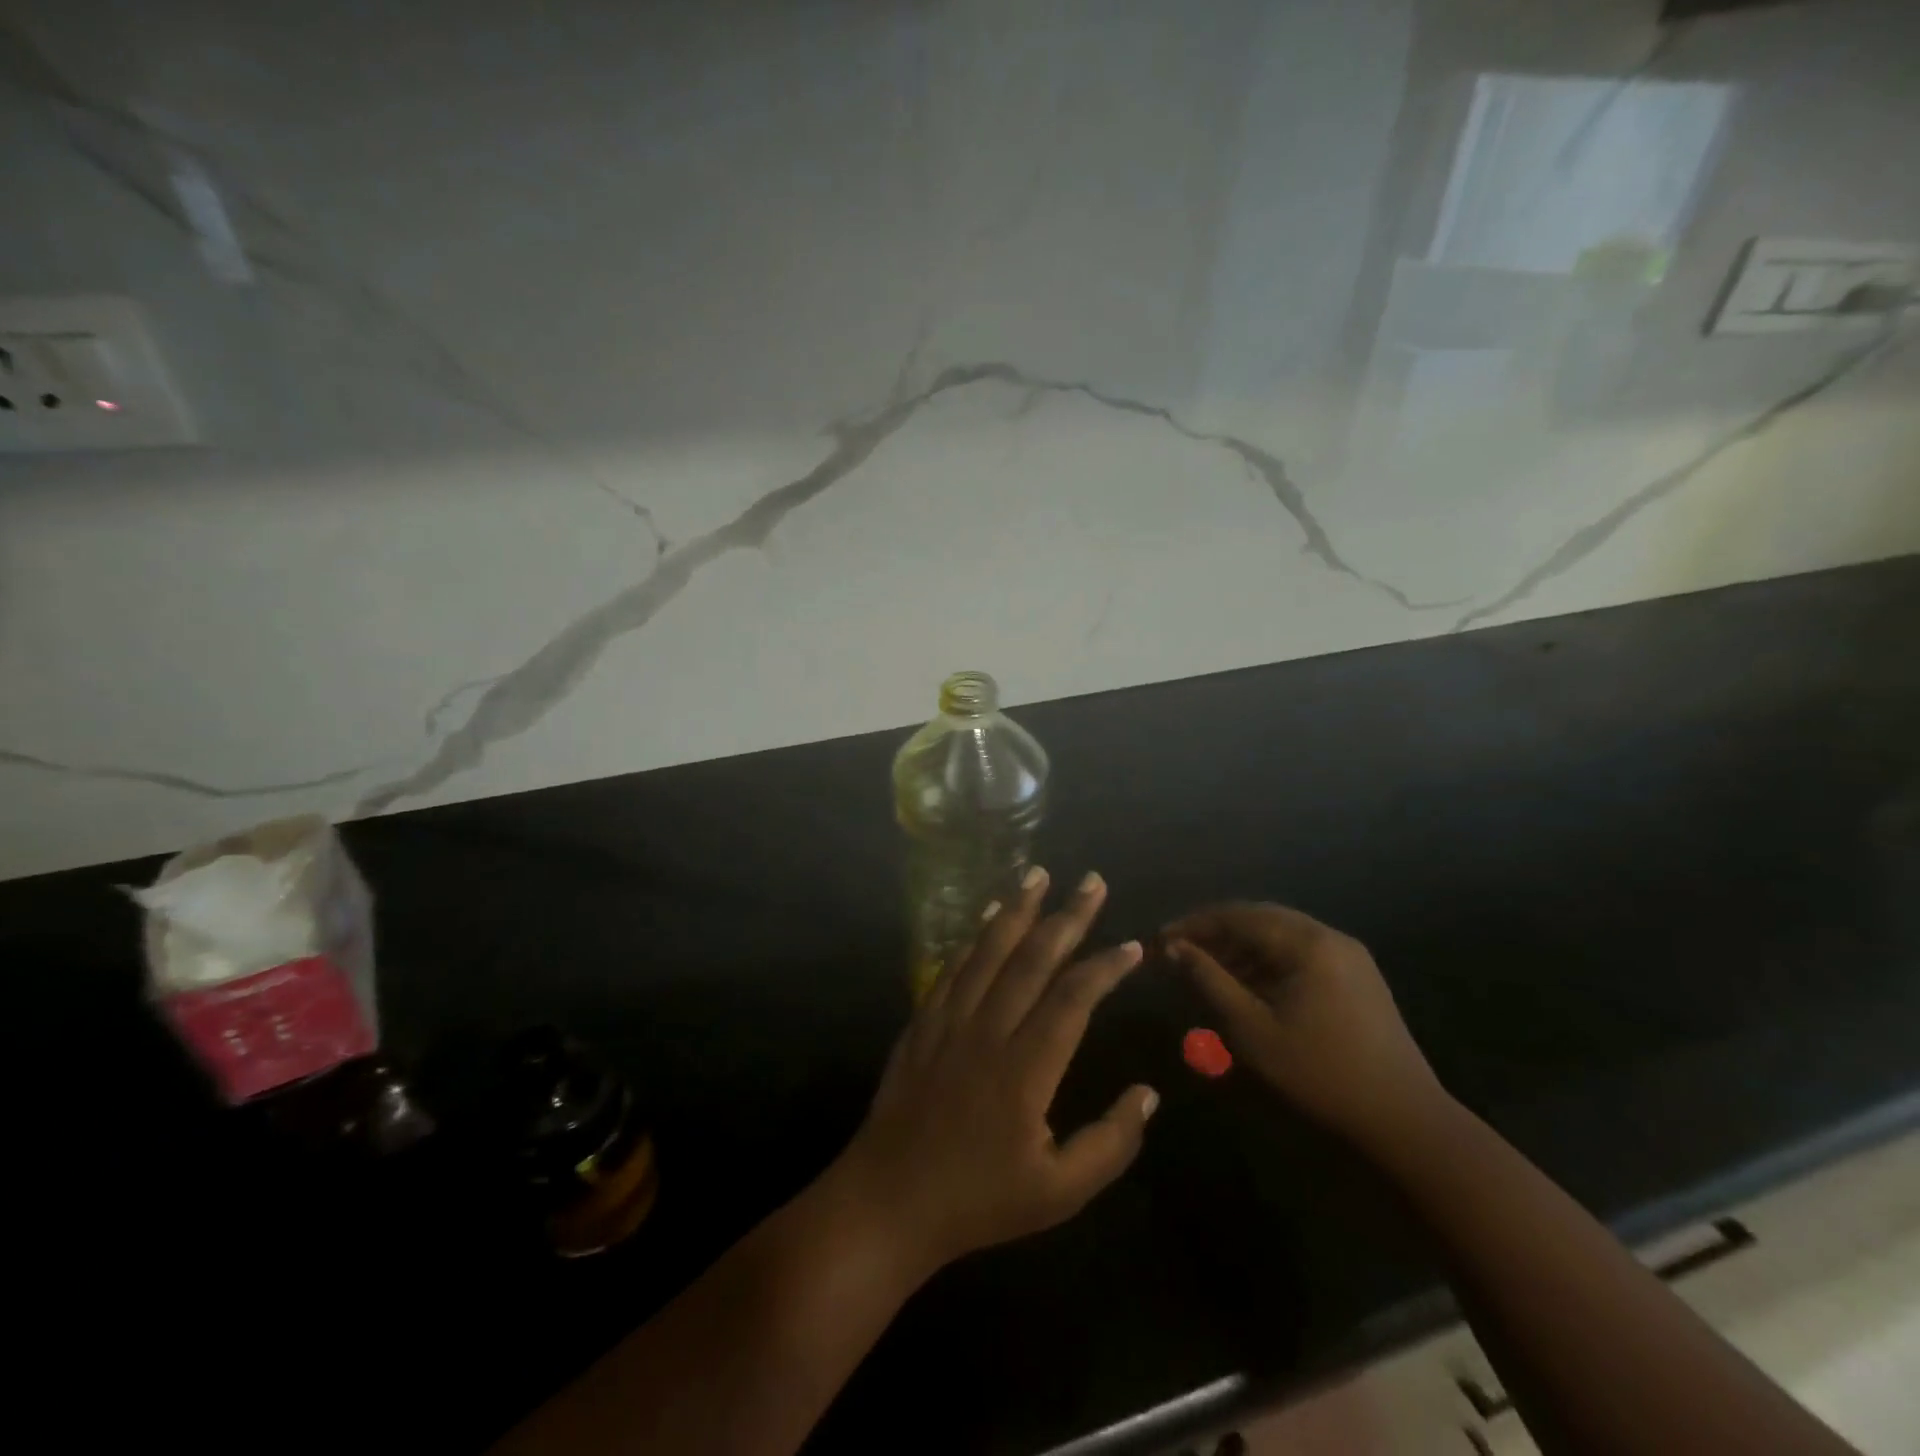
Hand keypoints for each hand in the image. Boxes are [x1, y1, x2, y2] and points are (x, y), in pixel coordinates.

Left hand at [832, 868, 1157, 1274]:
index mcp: (1025, 1070)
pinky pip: (952, 967)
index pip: (1072, 1000)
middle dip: (1067, 917)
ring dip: (1017, 909)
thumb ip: (1110, 1143)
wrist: (889, 1201)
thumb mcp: (1059, 1193)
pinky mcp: (922, 1022)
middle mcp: (987, 1031)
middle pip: (1032, 960)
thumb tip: (1149, 1093)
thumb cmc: (979, 1202)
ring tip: (1038, 874)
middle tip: (1092, 882)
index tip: (1132, 946)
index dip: (1104, 968)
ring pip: (988, 951)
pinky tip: (987, 915)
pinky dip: (974, 936)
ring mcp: (949, 1021)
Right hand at [1166, 903, 1442, 1147]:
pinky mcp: (1357, 978)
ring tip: (1207, 969)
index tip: (1161, 940)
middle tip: (1180, 950)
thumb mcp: (1252, 1029)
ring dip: (1240, 947)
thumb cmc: (1320, 1073)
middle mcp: (1329, 937)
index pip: (1238, 915)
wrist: (1405, 1121)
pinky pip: (1300, 953)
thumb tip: (1174, 948)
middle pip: (1259, 918)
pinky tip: (1248, 985)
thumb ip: (1210, 981)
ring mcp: (1348, 956)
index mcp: (1306, 943)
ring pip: (1280, 935)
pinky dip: (1267, 961)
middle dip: (1216, 931)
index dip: (1195, 924)